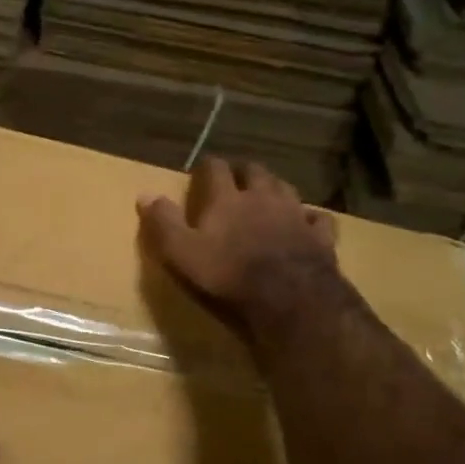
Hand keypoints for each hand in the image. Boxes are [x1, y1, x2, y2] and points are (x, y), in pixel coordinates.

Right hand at [138, 156, 340, 337]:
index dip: (207, 167)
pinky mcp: (320, 236)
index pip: (216, 169)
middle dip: (243, 171)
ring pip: (286, 188)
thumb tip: (144, 194)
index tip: (201, 170)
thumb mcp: (182, 252)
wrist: (289, 296)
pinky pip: (317, 218)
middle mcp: (263, 197)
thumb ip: (163, 222)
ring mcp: (295, 214)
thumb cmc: (228, 273)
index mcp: (227, 199)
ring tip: (267, 193)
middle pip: (255, 171)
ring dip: (274, 187)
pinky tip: (306, 222)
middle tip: (235, 178)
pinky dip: (309, 217)